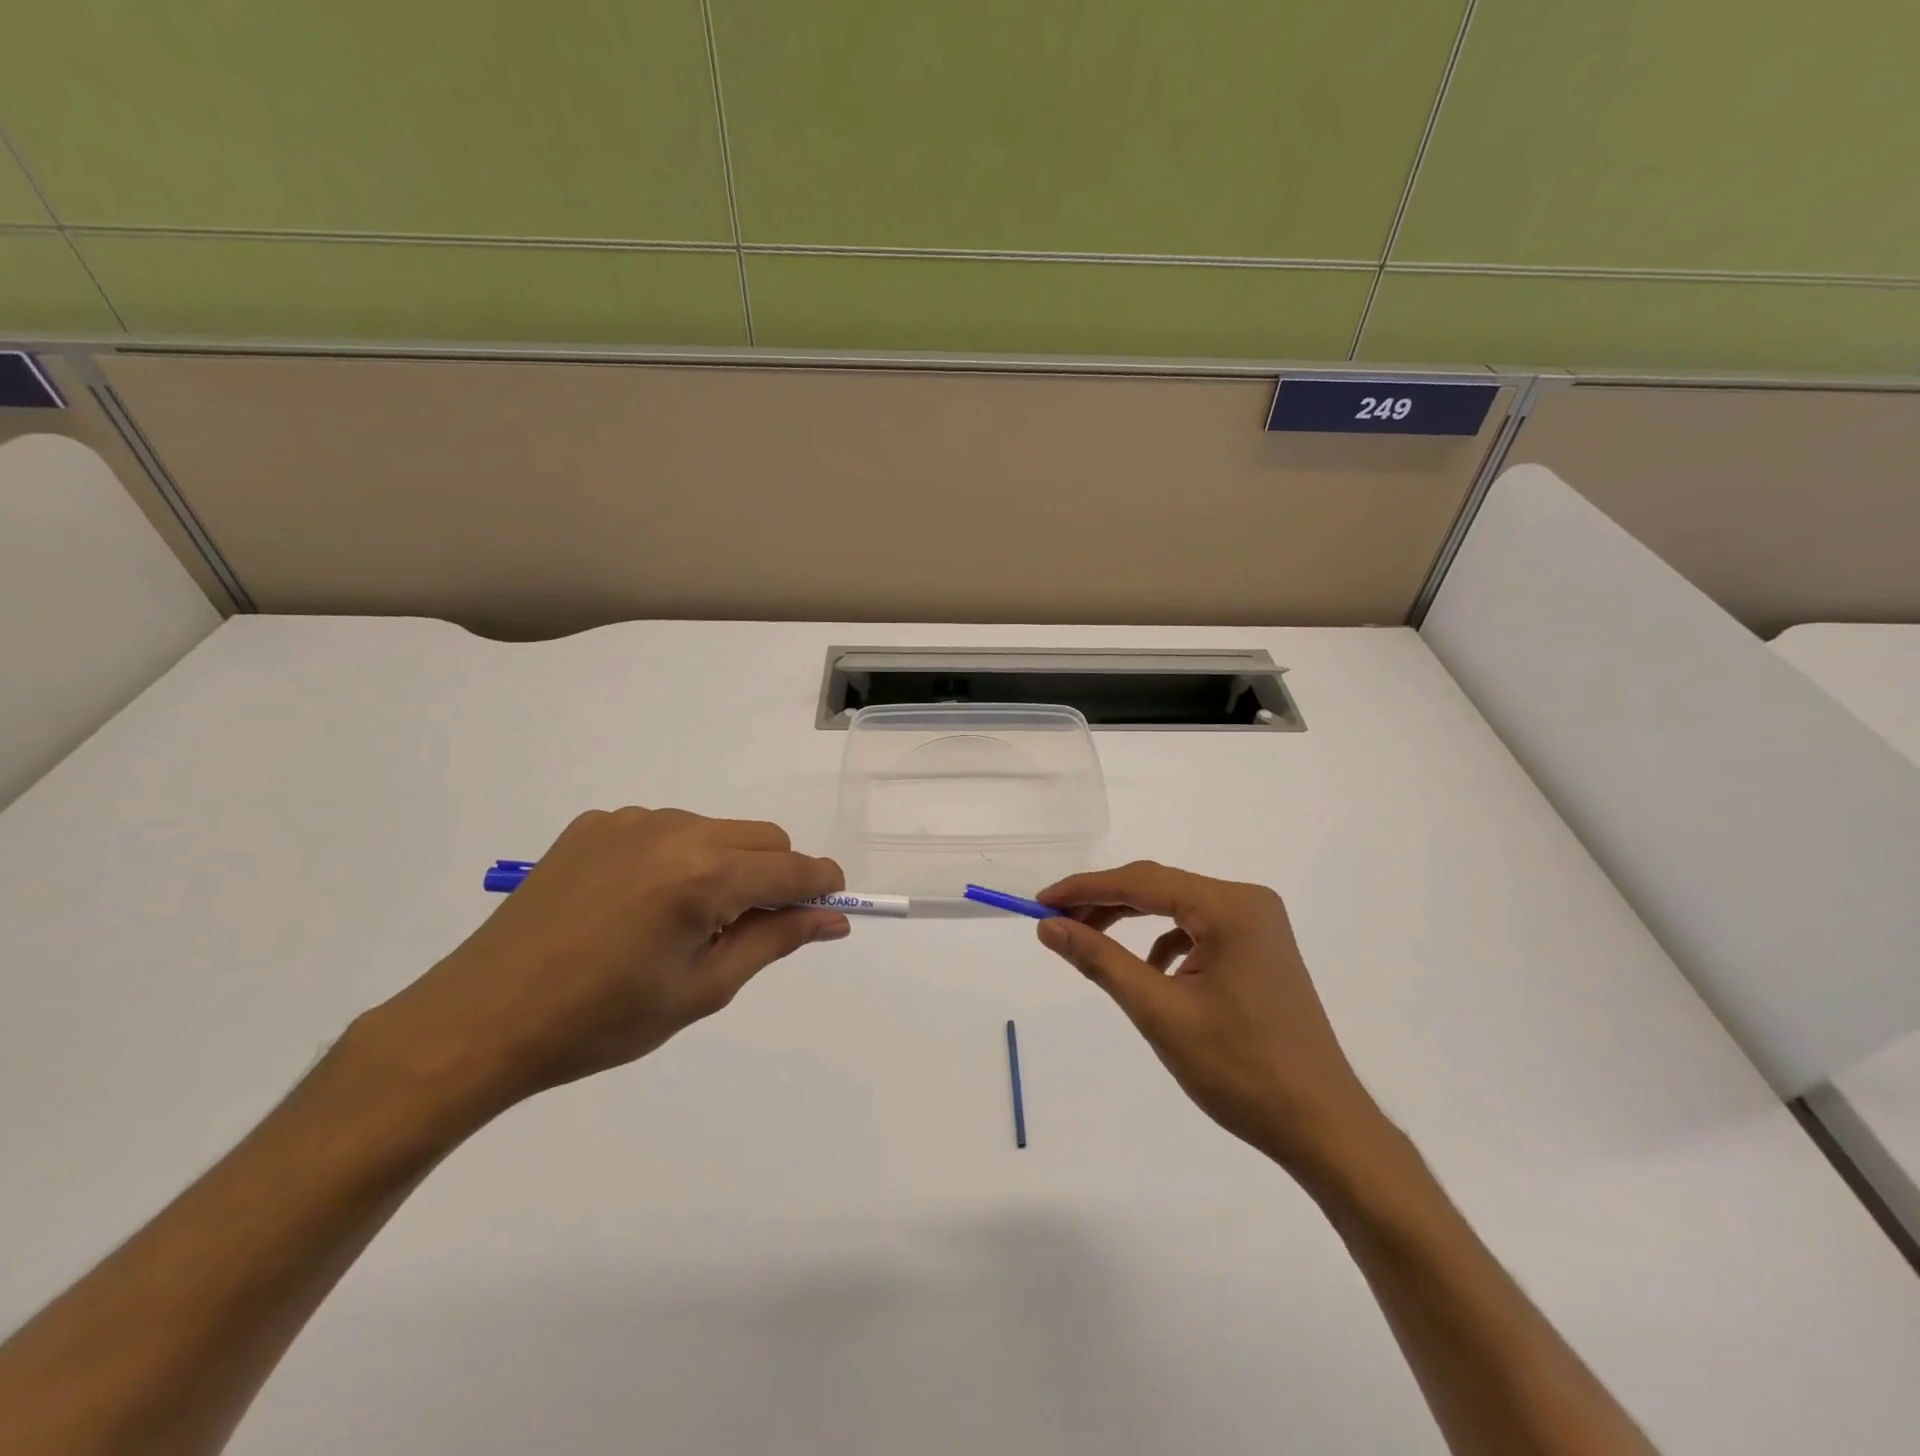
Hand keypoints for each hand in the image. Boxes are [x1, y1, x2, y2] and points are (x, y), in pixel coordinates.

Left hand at [358, 808, 847, 1115]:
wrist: (479, 1020)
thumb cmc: (600, 1022)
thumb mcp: (702, 990)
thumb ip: (775, 941)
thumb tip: (831, 918)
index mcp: (703, 875)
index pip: (792, 867)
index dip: (821, 885)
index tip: (830, 908)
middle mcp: (674, 830)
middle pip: (762, 837)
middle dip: (775, 876)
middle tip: (749, 930)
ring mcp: (630, 820)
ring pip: (716, 830)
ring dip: (727, 865)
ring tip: (685, 922)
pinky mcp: (595, 823)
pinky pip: (667, 829)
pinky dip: (679, 858)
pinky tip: (641, 903)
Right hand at [1036, 862, 1382, 1175]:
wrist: (1323, 1128)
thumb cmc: (1240, 1070)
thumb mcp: (1159, 1012)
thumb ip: (1100, 960)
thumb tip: (1050, 926)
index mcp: (1229, 907)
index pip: (1141, 881)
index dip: (1085, 888)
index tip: (1041, 903)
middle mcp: (1248, 903)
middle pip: (1160, 889)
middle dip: (1105, 904)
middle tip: (1057, 924)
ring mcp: (1259, 926)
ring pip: (1177, 908)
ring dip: (1132, 923)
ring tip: (1092, 944)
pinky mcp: (1261, 950)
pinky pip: (1198, 930)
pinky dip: (1164, 943)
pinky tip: (1151, 974)